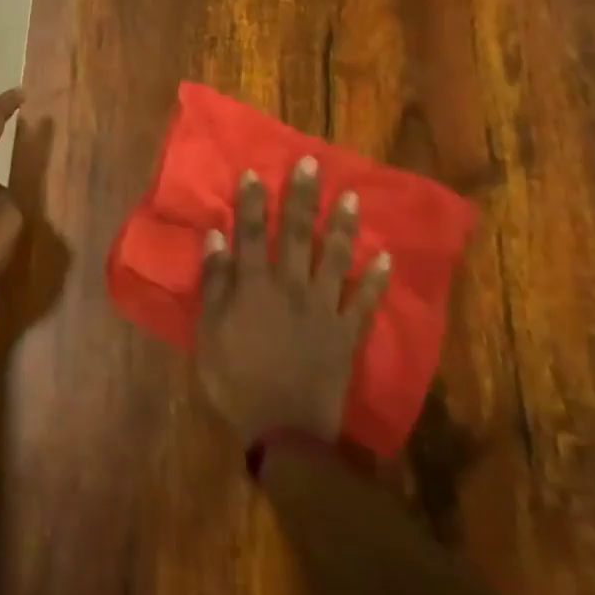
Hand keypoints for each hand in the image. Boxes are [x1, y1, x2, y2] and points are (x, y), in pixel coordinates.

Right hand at [194, 159, 390, 444]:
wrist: (285, 431)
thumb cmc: (236, 380)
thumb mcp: (209, 332)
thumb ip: (215, 282)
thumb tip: (218, 235)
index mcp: (255, 285)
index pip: (253, 232)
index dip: (254, 201)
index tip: (257, 171)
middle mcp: (292, 286)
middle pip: (296, 233)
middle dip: (302, 196)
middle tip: (311, 163)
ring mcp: (324, 308)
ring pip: (335, 258)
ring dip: (342, 225)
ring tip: (351, 196)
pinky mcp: (347, 334)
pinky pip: (365, 301)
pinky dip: (377, 280)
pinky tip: (385, 258)